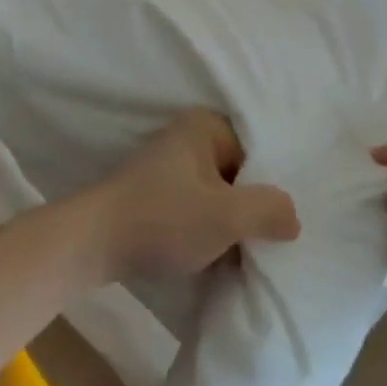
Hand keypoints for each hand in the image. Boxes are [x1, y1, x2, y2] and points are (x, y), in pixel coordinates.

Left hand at [82, 109, 299, 283]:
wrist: (92, 244)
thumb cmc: (163, 219)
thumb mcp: (225, 216)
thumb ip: (268, 210)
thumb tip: (294, 217)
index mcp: (206, 126)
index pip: (258, 154)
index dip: (271, 189)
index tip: (284, 224)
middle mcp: (188, 137)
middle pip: (238, 175)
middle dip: (252, 210)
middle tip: (270, 244)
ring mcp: (169, 166)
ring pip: (218, 196)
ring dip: (230, 225)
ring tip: (248, 256)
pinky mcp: (156, 195)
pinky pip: (197, 209)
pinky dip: (208, 231)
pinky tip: (219, 259)